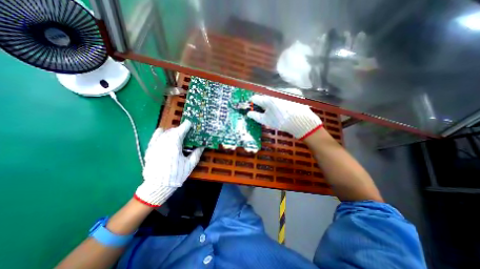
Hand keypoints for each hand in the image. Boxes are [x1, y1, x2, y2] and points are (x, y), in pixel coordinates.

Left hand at [134, 120, 202, 207]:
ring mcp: (155, 145)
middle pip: (172, 131)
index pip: (180, 131)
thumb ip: (197, 153)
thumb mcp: (190, 164)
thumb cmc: (176, 175)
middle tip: (185, 132)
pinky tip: (163, 134)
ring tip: (176, 135)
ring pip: (164, 132)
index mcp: (174, 145)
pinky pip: (154, 137)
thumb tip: (202, 146)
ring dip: (171, 131)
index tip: (189, 123)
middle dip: (179, 129)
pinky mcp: (150, 149)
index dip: (186, 126)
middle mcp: (164, 142)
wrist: (158, 186)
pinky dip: (160, 133)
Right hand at [247, 95, 321, 140]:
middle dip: (264, 103)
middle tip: (267, 111)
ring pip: (275, 96)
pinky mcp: (294, 93)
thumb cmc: (281, 122)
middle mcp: (275, 93)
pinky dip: (283, 99)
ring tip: (278, 110)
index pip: (255, 98)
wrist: (301, 121)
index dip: (253, 103)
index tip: (254, 107)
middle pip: (265, 96)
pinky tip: (287, 107)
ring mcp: (285, 92)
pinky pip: (284, 95)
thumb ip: (256, 116)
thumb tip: (249, 113)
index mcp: (267, 99)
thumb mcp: (266, 121)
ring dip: (273, 101)